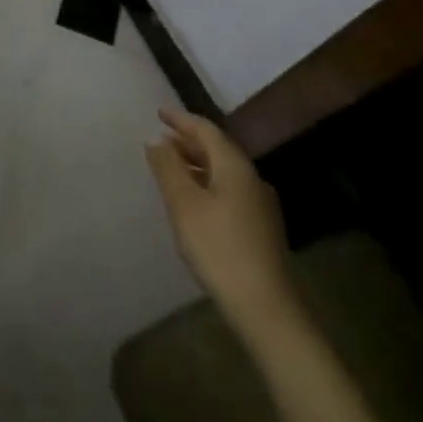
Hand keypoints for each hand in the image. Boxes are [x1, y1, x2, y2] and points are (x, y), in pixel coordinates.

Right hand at [146, 108, 296, 332]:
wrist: (266, 308)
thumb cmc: (218, 247)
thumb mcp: (183, 203)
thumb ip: (167, 167)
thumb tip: (156, 140)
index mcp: (235, 166)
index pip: (206, 130)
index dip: (181, 119)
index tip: (159, 113)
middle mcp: (252, 179)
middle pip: (218, 149)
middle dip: (188, 140)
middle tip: (162, 137)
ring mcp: (259, 205)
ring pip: (223, 171)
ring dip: (197, 162)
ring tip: (172, 165)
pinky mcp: (260, 229)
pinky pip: (229, 190)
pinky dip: (207, 182)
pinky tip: (194, 198)